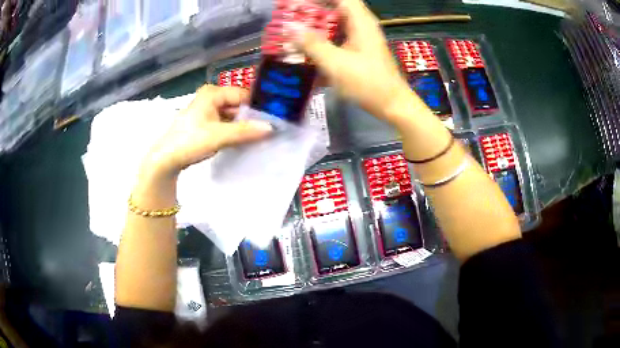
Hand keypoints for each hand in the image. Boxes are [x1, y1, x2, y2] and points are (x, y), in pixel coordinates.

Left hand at [143, 85, 272, 176]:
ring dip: (244, 125)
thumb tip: (272, 128)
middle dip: (251, 117)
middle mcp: (210, 97)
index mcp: (213, 93)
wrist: (165, 160)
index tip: (274, 118)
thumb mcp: (219, 136)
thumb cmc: (190, 141)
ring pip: (232, 115)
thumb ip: (245, 131)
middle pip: (238, 104)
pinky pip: (225, 123)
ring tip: (261, 136)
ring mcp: (207, 111)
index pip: (243, 94)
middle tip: (270, 129)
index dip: (258, 106)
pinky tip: (245, 140)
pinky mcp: (205, 123)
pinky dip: (234, 131)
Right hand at [296, 0, 411, 121]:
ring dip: (317, 28)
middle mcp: (362, 27)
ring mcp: (362, 40)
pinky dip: (325, 44)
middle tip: (292, 18)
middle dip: (314, 12)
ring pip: (336, 26)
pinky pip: (339, 41)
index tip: (299, 3)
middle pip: (336, 10)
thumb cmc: (368, 83)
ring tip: (295, 34)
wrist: (393, 106)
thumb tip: (290, 28)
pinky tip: (309, 54)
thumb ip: (312, 44)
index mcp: (361, 22)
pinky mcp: (360, 53)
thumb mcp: (336, 63)